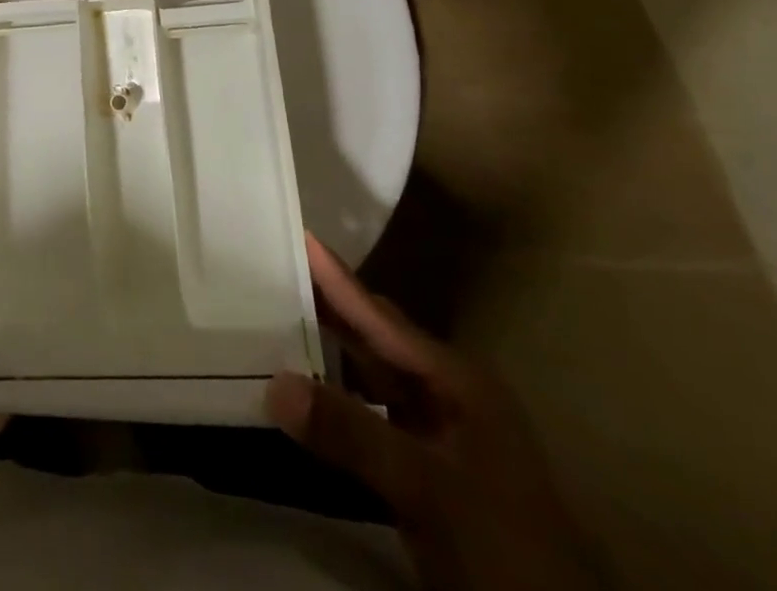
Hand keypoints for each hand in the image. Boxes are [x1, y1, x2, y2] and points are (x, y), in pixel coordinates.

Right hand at [268, 233, 599, 590]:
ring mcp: (442, 433)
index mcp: (455, 378)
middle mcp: (448, 392)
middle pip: (377, 337)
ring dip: (331, 350)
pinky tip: (310, 394)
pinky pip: (373, 413)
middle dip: (329, 304)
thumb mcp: (426, 485)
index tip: (299, 232)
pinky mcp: (431, 469)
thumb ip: (351, 432)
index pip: (380, 316)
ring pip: (374, 375)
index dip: (337, 277)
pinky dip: (339, 398)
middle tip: (275, 270)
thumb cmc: (502, 544)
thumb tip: (274, 383)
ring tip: (279, 319)